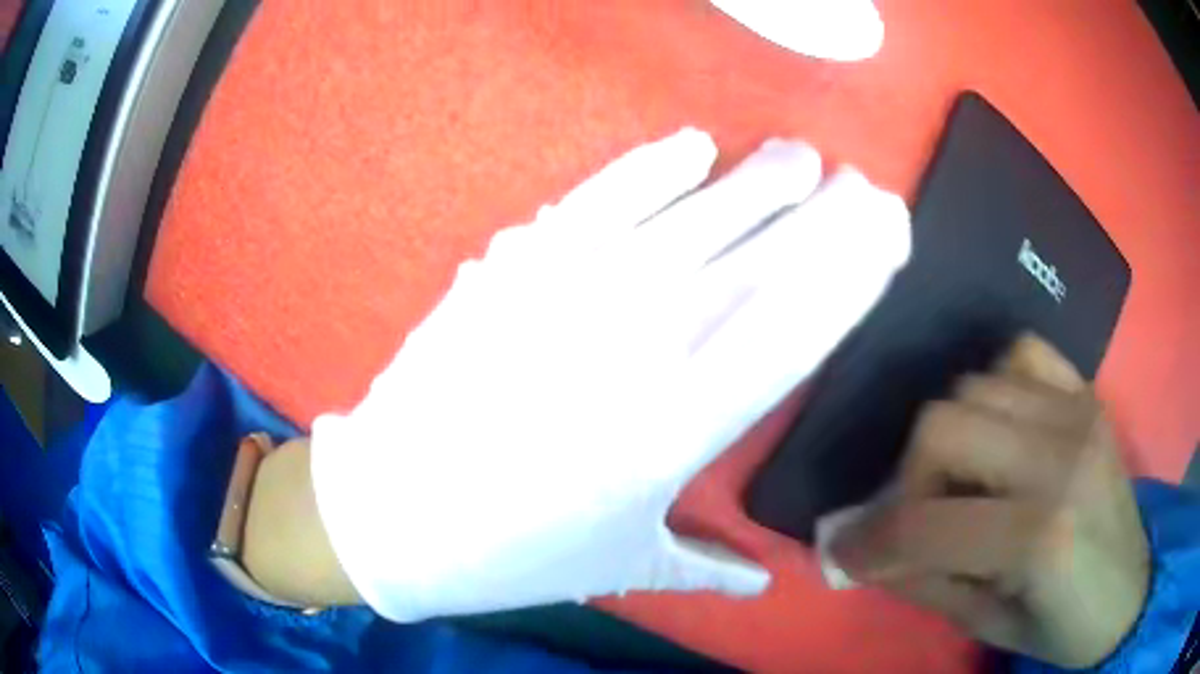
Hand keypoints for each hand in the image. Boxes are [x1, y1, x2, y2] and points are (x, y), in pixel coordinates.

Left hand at [309, 128, 910, 621]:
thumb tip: (764, 580)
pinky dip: (648, 168)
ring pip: (688, 221)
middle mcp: (636, 355)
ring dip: (753, 182)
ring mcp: (569, 300)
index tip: (889, 234)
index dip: (851, 278)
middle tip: (862, 182)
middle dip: (822, 218)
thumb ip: (704, 565)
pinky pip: (595, 201)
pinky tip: (693, 145)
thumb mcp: (619, 564)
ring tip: (799, 156)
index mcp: (675, 434)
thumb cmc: (509, 551)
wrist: (391, 511)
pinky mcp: (511, 270)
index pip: (794, 335)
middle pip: (756, 266)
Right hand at [831, 335, 1149, 668]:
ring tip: (966, 480)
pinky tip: (1003, 432)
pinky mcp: (1088, 394)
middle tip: (920, 516)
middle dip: (910, 477)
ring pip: (975, 385)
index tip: (845, 551)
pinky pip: (1021, 354)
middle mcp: (1060, 456)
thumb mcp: (988, 626)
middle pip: (944, 422)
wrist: (1129, 590)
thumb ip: (924, 582)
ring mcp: (1079, 412)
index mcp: (1039, 537)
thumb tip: (862, 551)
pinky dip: (996, 387)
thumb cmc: (1062, 627)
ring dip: (951, 438)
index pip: (925, 523)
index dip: (870, 540)